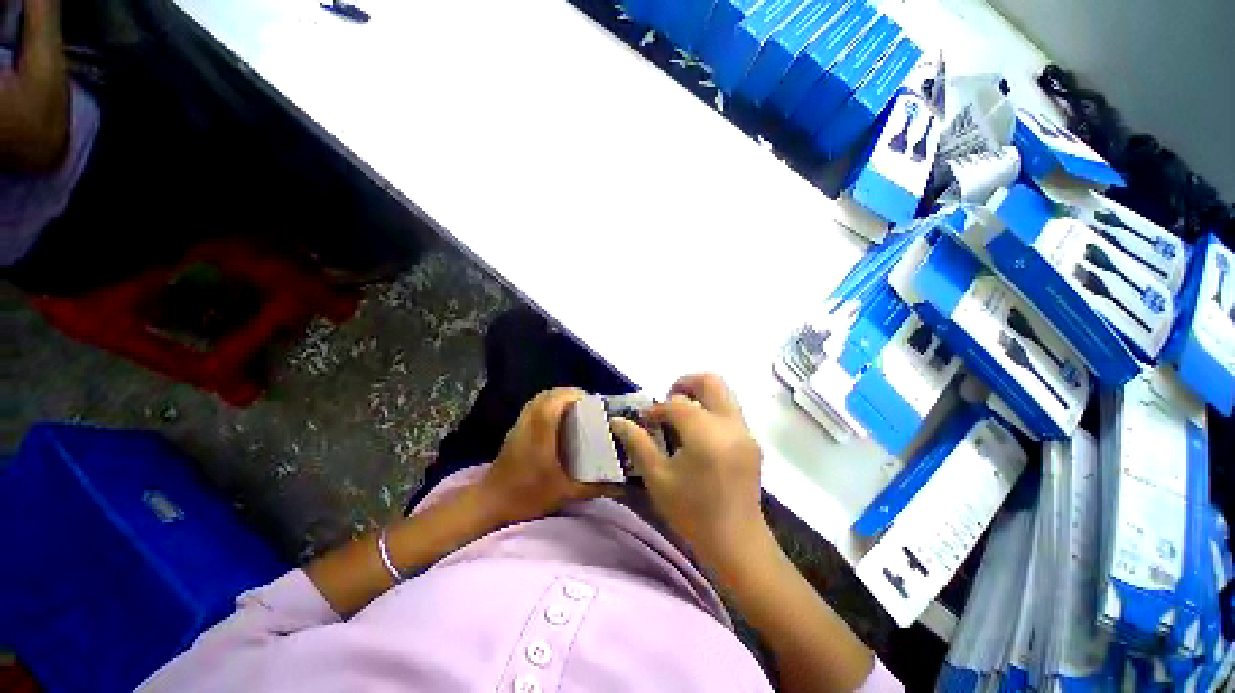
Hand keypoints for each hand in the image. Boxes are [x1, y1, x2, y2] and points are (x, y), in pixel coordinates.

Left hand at [478, 388, 615, 524]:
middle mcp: (529, 423)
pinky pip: (533, 406)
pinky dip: (548, 404)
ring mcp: (519, 425)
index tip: (592, 401)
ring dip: (557, 397)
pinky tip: (558, 419)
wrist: (491, 503)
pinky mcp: (515, 430)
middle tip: (587, 404)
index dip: (574, 395)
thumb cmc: (527, 496)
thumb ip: (594, 489)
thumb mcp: (565, 494)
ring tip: (576, 408)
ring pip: (538, 398)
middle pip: (547, 394)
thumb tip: (621, 487)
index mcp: (541, 434)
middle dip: (569, 393)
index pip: (555, 401)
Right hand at [611, 374, 769, 571]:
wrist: (737, 543)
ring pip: (723, 393)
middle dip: (685, 383)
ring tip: (681, 417)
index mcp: (706, 435)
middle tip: (668, 401)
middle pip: (710, 381)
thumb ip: (637, 443)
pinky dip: (710, 410)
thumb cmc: (692, 513)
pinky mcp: (752, 441)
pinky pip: (730, 410)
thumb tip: (617, 421)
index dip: (658, 408)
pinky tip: (698, 435)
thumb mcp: (658, 478)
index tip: (645, 420)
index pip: (678, 403)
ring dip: (699, 396)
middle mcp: (730, 425)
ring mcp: (745, 432)